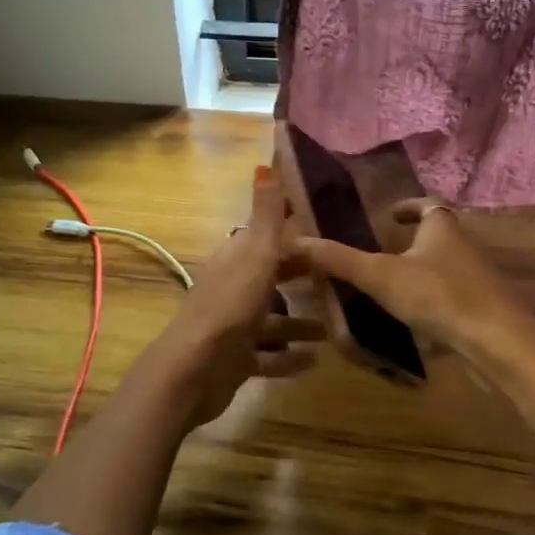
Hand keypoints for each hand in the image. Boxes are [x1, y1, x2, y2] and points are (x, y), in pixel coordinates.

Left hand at [155, 168, 323, 425]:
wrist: (194, 371)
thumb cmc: (230, 307)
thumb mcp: (255, 255)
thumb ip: (266, 215)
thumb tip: (264, 163)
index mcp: (235, 260)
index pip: (267, 240)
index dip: (295, 235)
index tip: (330, 232)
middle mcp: (233, 289)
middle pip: (271, 277)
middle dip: (300, 276)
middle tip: (341, 278)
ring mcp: (234, 326)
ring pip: (272, 319)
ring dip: (300, 322)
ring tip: (335, 326)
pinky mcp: (237, 360)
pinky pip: (269, 355)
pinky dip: (290, 358)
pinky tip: (315, 361)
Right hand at [296, 199, 534, 362]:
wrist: (500, 343)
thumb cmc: (440, 296)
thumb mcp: (381, 276)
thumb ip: (338, 260)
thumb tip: (294, 241)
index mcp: (442, 228)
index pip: (427, 205)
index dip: (408, 206)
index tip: (389, 216)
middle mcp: (463, 248)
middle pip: (438, 236)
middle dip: (413, 241)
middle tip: (381, 253)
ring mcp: (477, 280)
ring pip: (445, 268)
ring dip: (422, 272)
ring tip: (390, 287)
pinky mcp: (482, 310)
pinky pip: (453, 297)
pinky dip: (433, 300)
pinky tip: (414, 319)